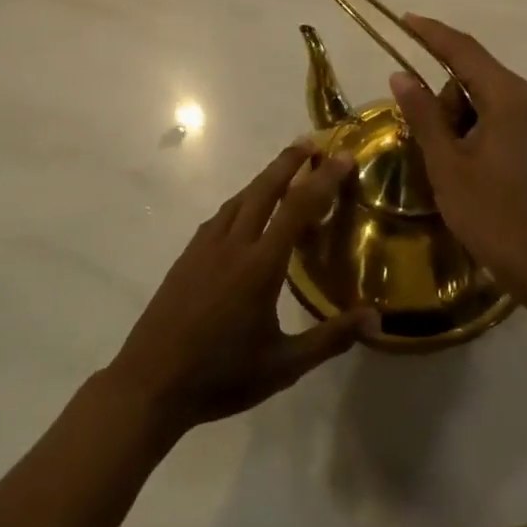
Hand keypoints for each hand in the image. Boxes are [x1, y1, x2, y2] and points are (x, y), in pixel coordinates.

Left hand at [105, 142, 378, 437]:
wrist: (150, 383)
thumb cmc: (221, 376)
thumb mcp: (283, 365)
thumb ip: (330, 339)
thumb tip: (376, 320)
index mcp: (260, 265)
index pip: (298, 207)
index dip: (323, 179)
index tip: (343, 157)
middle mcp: (233, 244)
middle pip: (264, 188)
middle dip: (289, 161)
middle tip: (311, 143)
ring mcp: (205, 247)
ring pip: (239, 198)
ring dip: (264, 178)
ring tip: (284, 171)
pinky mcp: (187, 256)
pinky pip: (220, 216)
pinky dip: (241, 201)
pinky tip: (244, 213)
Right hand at [390, 15, 526, 302]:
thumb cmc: (493, 216)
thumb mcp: (447, 165)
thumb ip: (423, 115)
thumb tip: (400, 74)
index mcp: (507, 98)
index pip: (463, 50)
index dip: (431, 33)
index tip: (404, 19)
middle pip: (472, 75)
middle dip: (443, 98)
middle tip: (430, 143)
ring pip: (483, 98)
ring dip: (457, 118)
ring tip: (450, 165)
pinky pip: (497, 116)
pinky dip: (473, 128)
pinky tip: (466, 164)